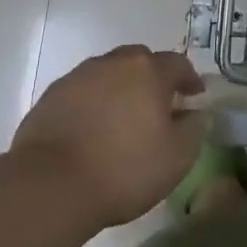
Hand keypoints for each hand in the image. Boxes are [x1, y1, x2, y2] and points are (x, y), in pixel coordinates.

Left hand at [11, 46, 206, 228]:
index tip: (195, 95)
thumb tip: (196, 113)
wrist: (50, 186)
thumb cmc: (123, 169)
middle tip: (157, 104)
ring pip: (108, 74)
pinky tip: (91, 130)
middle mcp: (114, 63)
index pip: (177, 64)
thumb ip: (194, 129)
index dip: (189, 78)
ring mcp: (79, 77)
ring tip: (121, 117)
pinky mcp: (51, 97)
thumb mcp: (176, 157)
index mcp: (148, 71)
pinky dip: (91, 104)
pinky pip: (81, 92)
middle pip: (140, 61)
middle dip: (152, 77)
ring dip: (119, 88)